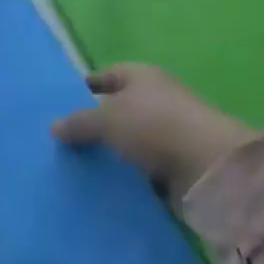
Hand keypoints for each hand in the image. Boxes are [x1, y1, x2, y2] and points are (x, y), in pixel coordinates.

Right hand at [52, 63, 256, 198]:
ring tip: (78, 169)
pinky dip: (128, 178)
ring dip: (112, 154)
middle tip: (64, 143)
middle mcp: (156, 99)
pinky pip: (142, 169)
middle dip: (96, 124)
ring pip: (130, 142)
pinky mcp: (176, 165)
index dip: (87, 87)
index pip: (107, 75)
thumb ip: (80, 122)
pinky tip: (104, 188)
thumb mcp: (107, 118)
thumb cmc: (154, 126)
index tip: (62, 105)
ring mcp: (169, 133)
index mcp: (141, 75)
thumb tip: (54, 126)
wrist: (209, 167)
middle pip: (119, 109)